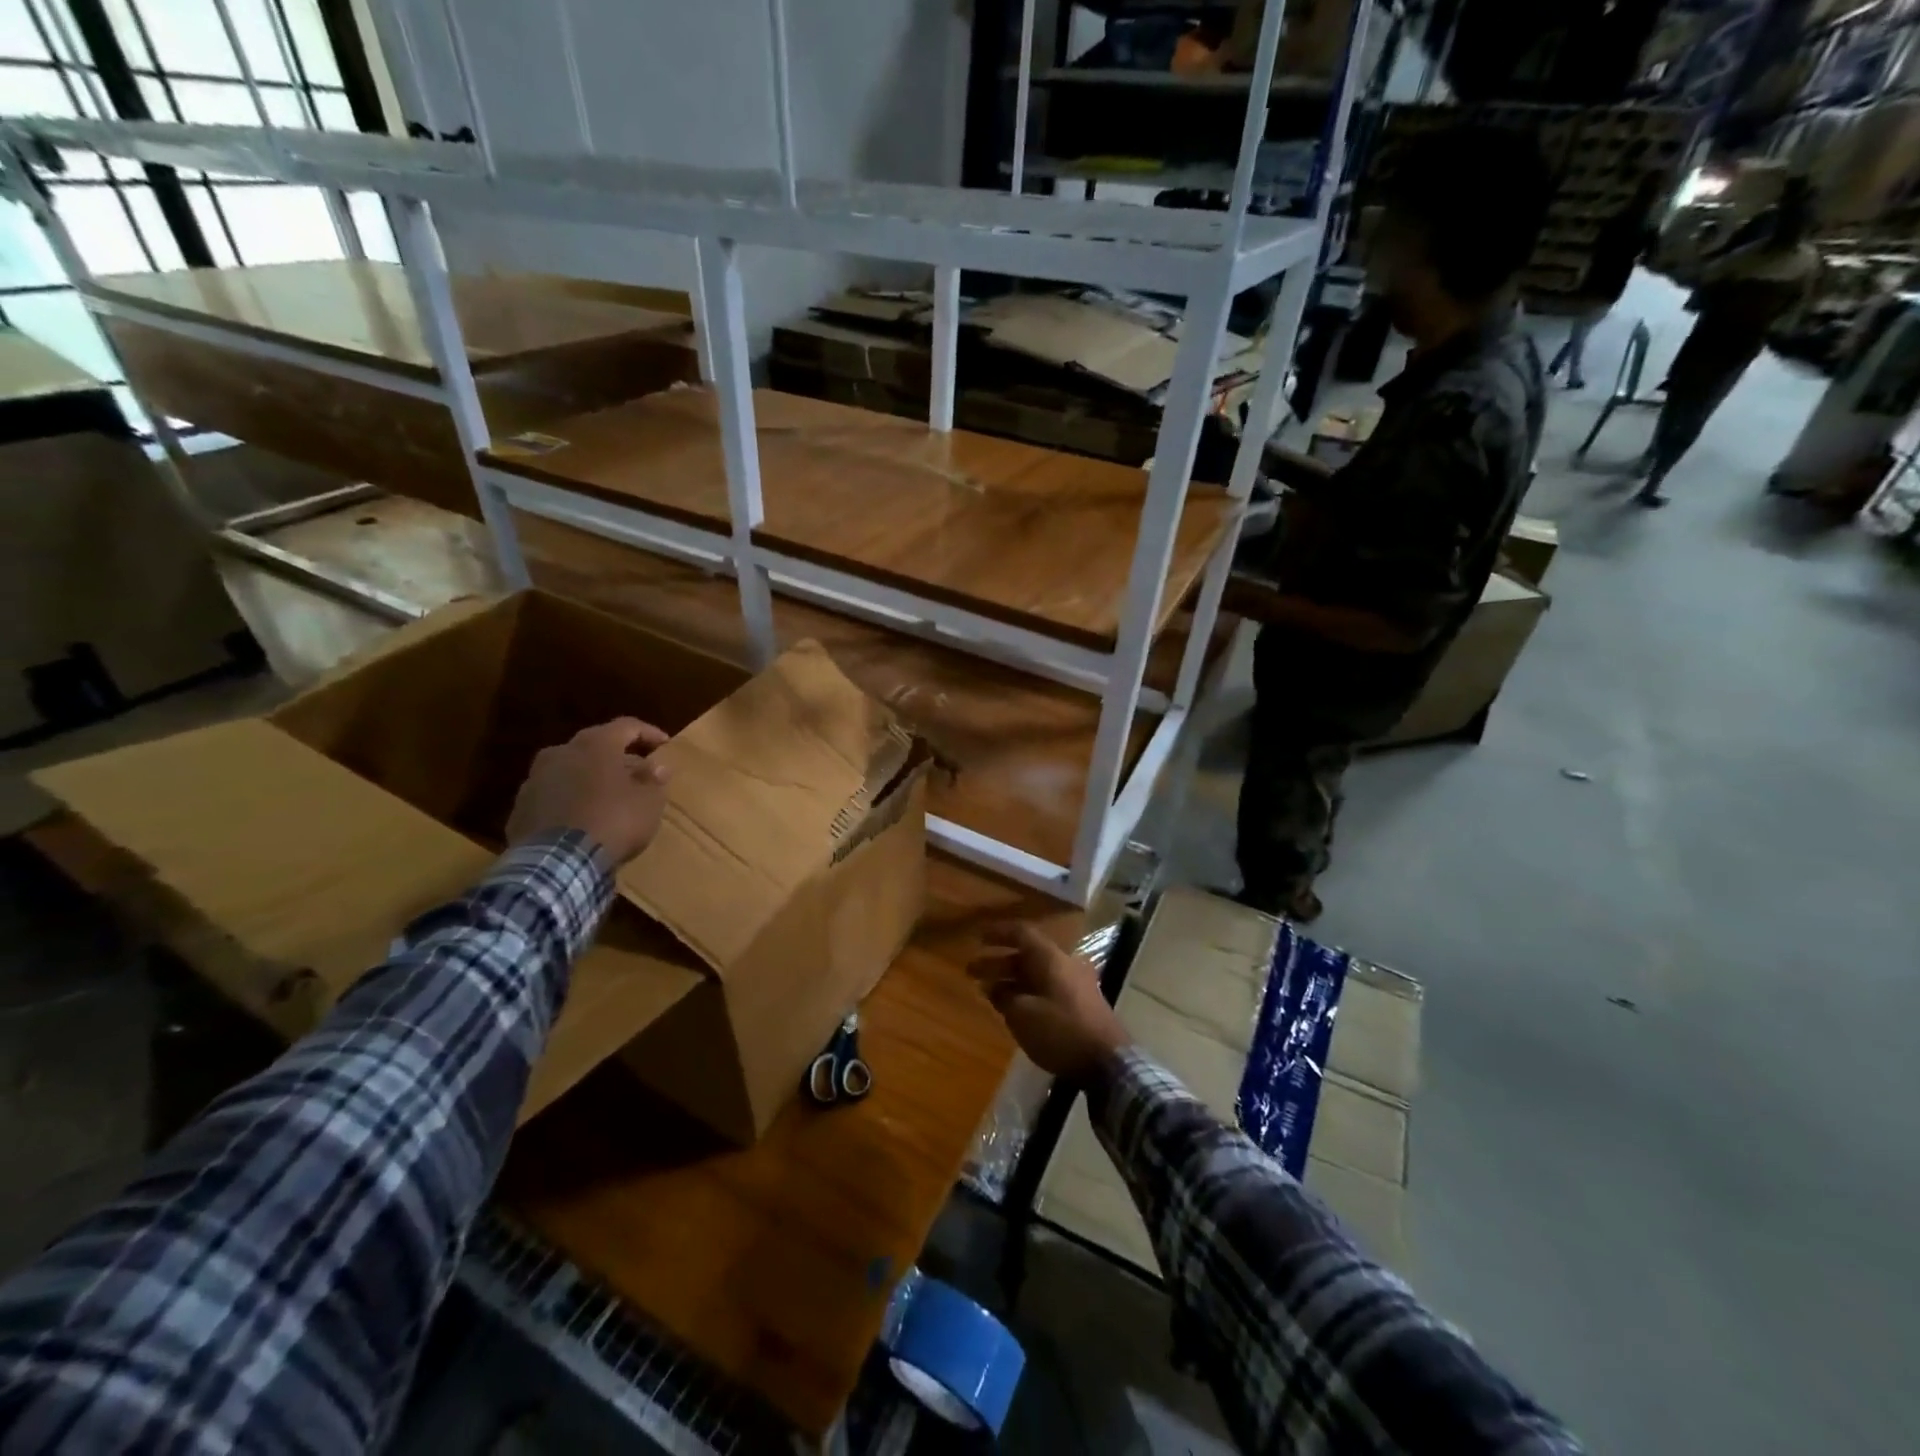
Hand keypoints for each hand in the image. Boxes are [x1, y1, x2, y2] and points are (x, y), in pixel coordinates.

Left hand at [506, 717, 672, 866]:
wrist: (557, 863)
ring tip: (608, 797)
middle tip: (637, 772)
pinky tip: (583, 818)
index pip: (627, 726)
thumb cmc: (613, 821)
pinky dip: (570, 800)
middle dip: (618, 757)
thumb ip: (653, 780)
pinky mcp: (520, 808)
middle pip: (595, 746)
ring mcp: (535, 779)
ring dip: (591, 778)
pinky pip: (553, 795)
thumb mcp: (648, 802)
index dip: (649, 733)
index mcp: (595, 745)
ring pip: (570, 770)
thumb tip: (657, 766)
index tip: (665, 745)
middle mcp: (561, 752)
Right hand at [967, 923, 1129, 1079]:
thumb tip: (993, 988)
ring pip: (1036, 974)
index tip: (978, 938)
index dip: (998, 933)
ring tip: (988, 992)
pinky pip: (1047, 989)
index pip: (1022, 933)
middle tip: (972, 971)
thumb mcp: (1023, 1015)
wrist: (1109, 1063)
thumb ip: (1004, 998)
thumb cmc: (1062, 1031)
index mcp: (1051, 959)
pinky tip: (1013, 1009)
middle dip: (998, 962)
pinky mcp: (1081, 1005)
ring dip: (1011, 980)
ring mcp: (1076, 985)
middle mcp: (1064, 965)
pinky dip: (1026, 993)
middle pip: (1027, 956)